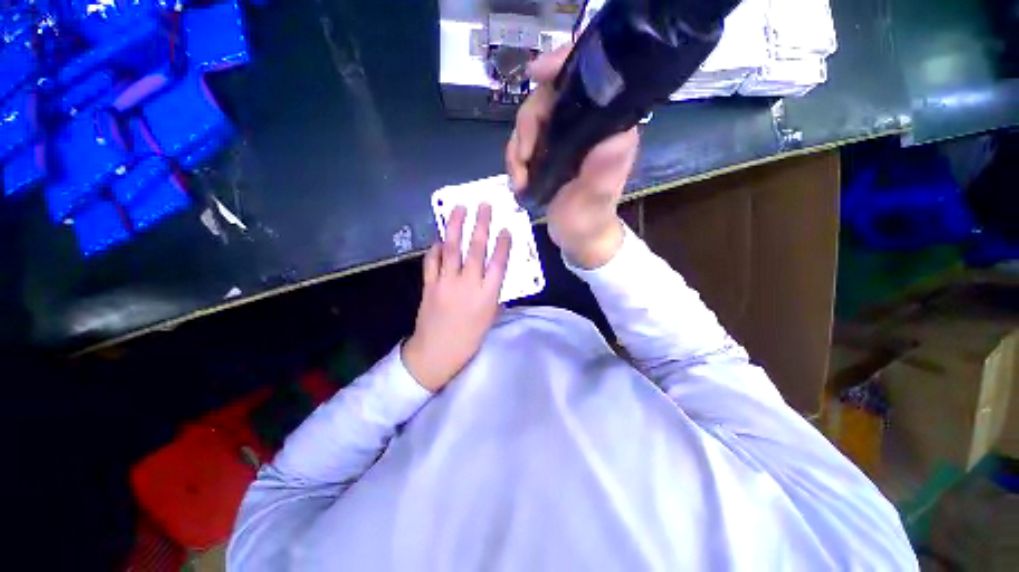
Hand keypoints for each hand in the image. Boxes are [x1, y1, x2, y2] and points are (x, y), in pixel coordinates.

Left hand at [402, 204, 511, 391]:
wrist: (437, 352)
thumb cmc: (469, 338)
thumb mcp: (489, 317)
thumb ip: (493, 294)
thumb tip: (494, 276)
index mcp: (487, 294)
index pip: (498, 263)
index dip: (503, 244)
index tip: (505, 229)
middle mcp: (468, 283)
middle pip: (475, 248)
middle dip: (481, 224)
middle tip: (484, 205)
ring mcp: (446, 282)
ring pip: (451, 248)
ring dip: (455, 226)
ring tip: (459, 208)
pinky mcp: (429, 284)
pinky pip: (432, 260)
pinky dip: (436, 247)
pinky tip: (439, 238)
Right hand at [506, 44, 638, 268]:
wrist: (577, 239)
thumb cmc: (589, 222)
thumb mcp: (595, 203)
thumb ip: (604, 175)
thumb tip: (616, 138)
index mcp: (606, 130)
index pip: (588, 80)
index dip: (562, 66)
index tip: (535, 74)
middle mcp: (586, 127)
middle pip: (548, 98)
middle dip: (527, 126)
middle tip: (523, 159)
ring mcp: (564, 139)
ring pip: (530, 120)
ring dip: (517, 148)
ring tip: (519, 179)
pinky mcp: (548, 152)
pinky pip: (522, 141)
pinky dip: (514, 159)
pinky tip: (518, 180)